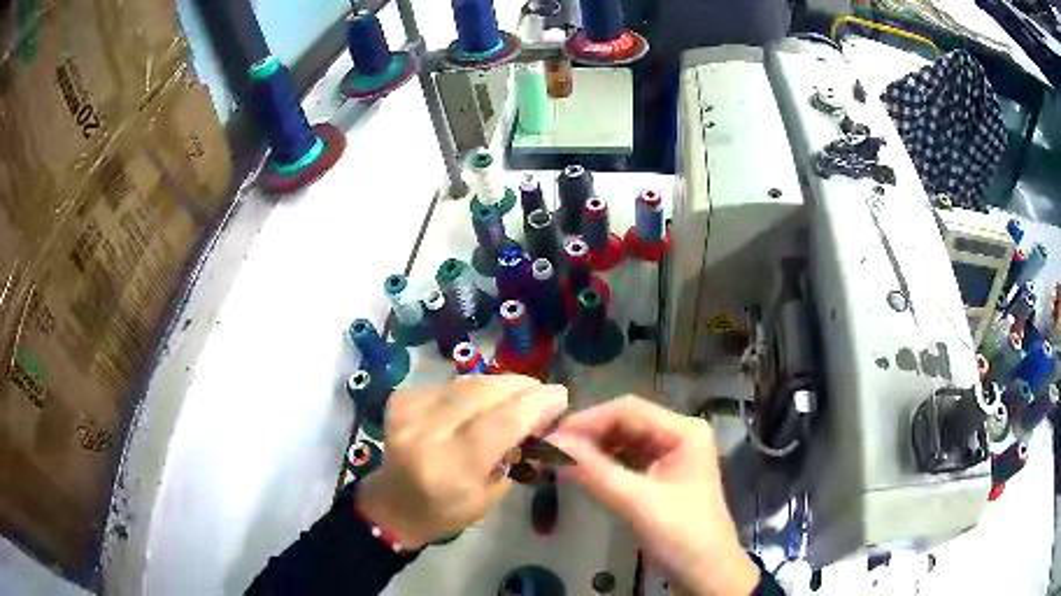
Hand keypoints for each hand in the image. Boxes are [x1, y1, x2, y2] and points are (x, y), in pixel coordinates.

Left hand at [357, 375, 567, 548]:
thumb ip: (511, 456)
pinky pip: (448, 385)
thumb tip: (536, 418)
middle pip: (481, 396)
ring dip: (499, 383)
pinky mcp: (400, 400)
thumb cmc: (446, 510)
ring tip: (522, 388)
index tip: (560, 396)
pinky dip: (473, 388)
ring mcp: (407, 413)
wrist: (394, 503)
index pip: (498, 425)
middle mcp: (424, 435)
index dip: (533, 406)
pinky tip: (486, 396)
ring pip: (465, 384)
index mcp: (448, 470)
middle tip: (544, 389)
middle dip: (520, 387)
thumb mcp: (489, 498)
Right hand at [550, 396, 757, 595]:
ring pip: (621, 443)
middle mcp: (677, 436)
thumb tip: (550, 444)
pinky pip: (624, 462)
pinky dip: (601, 466)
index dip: (588, 419)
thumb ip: (595, 472)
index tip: (550, 436)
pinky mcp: (658, 478)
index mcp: (684, 431)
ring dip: (592, 450)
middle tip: (549, 449)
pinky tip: (578, 472)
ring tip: (557, 460)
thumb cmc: (682, 534)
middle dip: (588, 435)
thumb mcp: (638, 503)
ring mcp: (668, 457)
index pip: (628, 410)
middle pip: (625, 423)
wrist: (705, 573)